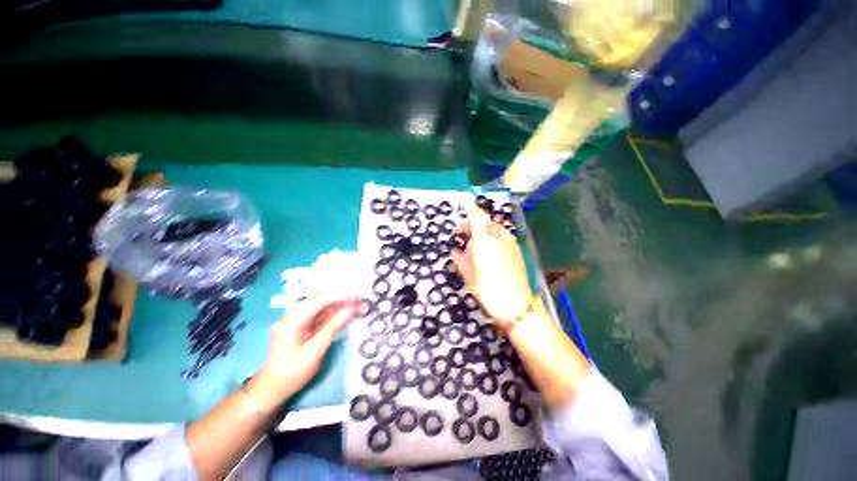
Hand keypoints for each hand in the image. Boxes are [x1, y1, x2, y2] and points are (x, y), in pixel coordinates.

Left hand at [249, 294, 358, 411]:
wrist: (274, 389)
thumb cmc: (292, 372)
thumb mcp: (314, 351)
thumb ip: (333, 327)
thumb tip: (350, 310)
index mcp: (293, 319)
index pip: (319, 300)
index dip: (339, 296)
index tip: (357, 298)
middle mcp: (295, 315)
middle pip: (321, 300)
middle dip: (341, 299)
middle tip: (360, 303)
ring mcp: (299, 320)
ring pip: (323, 307)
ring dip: (340, 306)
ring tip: (357, 307)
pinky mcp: (304, 327)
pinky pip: (322, 316)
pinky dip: (335, 315)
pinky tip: (347, 315)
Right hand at [451, 203, 532, 329]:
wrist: (516, 306)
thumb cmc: (488, 290)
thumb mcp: (469, 276)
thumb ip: (461, 259)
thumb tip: (456, 251)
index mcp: (484, 240)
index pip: (477, 217)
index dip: (470, 208)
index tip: (464, 202)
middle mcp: (498, 237)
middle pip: (486, 221)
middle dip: (474, 223)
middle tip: (462, 233)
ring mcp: (510, 243)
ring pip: (495, 228)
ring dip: (484, 230)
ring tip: (474, 242)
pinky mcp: (517, 251)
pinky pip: (503, 237)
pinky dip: (493, 237)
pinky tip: (489, 249)